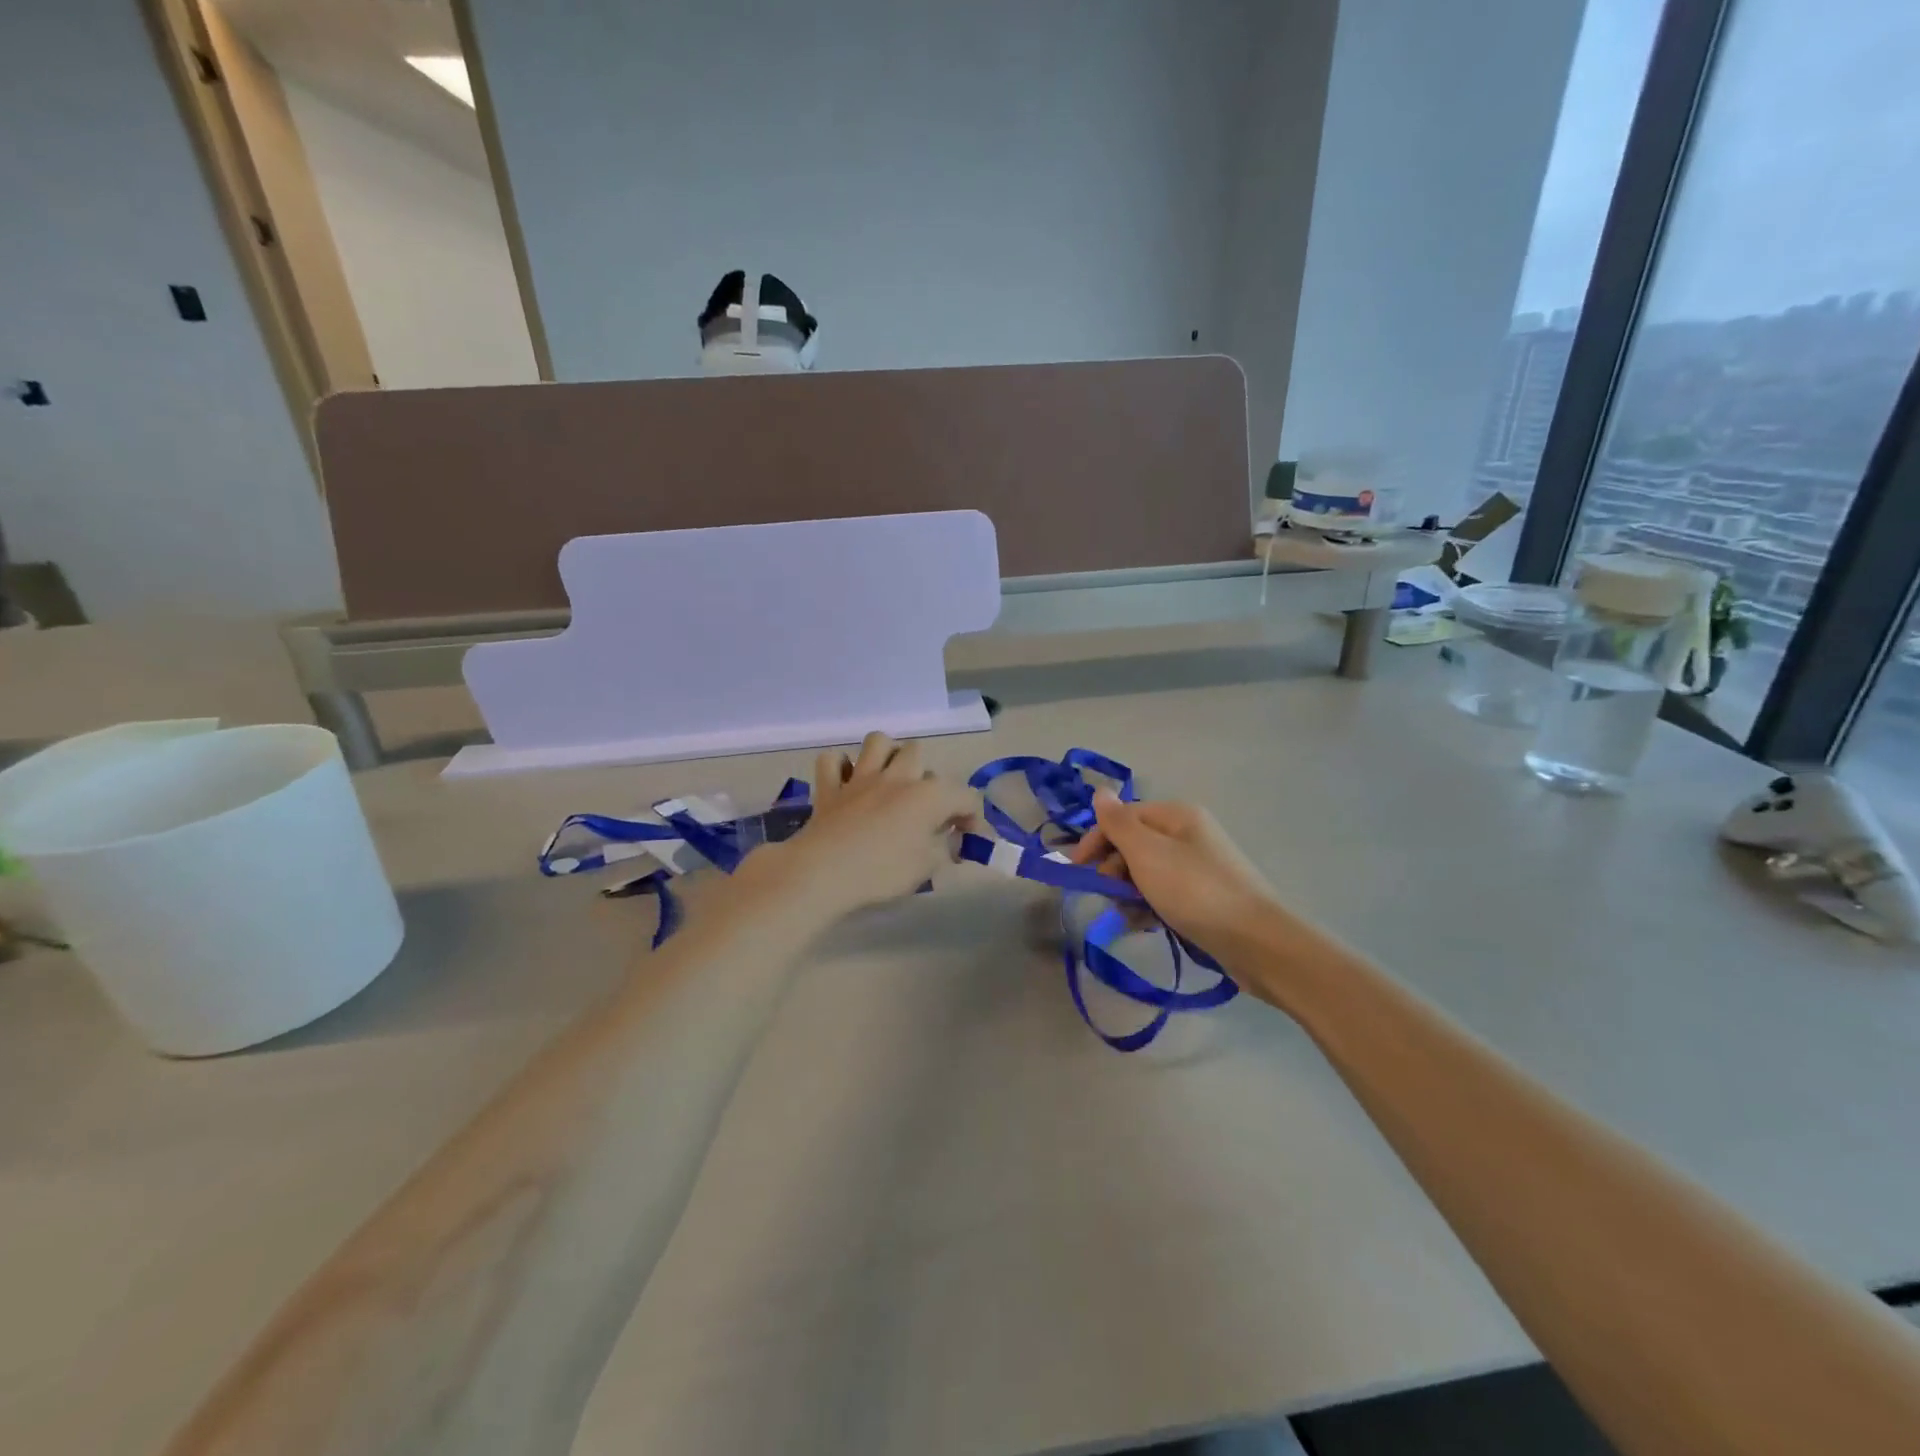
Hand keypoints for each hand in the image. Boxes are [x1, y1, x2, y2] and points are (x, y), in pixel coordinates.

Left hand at [737, 733, 978, 922]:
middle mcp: (897, 777)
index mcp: (928, 796)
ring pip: (877, 741)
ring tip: (889, 778)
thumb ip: (943, 849)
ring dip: (886, 754)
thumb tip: (948, 842)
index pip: (965, 796)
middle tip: (922, 805)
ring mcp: (860, 778)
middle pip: (917, 753)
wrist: (825, 872)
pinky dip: (840, 767)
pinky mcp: (829, 788)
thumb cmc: (882, 872)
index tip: (966, 839)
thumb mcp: (926, 868)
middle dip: (925, 774)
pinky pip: (831, 760)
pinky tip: (846, 782)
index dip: (972, 816)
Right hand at [1069, 790, 1309, 981]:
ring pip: (1147, 872)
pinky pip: (1165, 894)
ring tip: (1127, 916)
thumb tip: (1099, 791)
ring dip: (1129, 892)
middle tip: (1107, 895)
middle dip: (1113, 869)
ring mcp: (1199, 866)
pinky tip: (1144, 926)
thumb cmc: (1195, 891)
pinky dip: (1149, 907)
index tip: (1076, 870)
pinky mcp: (1206, 897)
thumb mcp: (1147, 853)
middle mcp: (1189, 834)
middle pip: (1134, 844)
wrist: (1256, 942)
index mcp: (1177, 816)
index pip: (1123, 817)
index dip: (1096, 839)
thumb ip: (1118, 823)